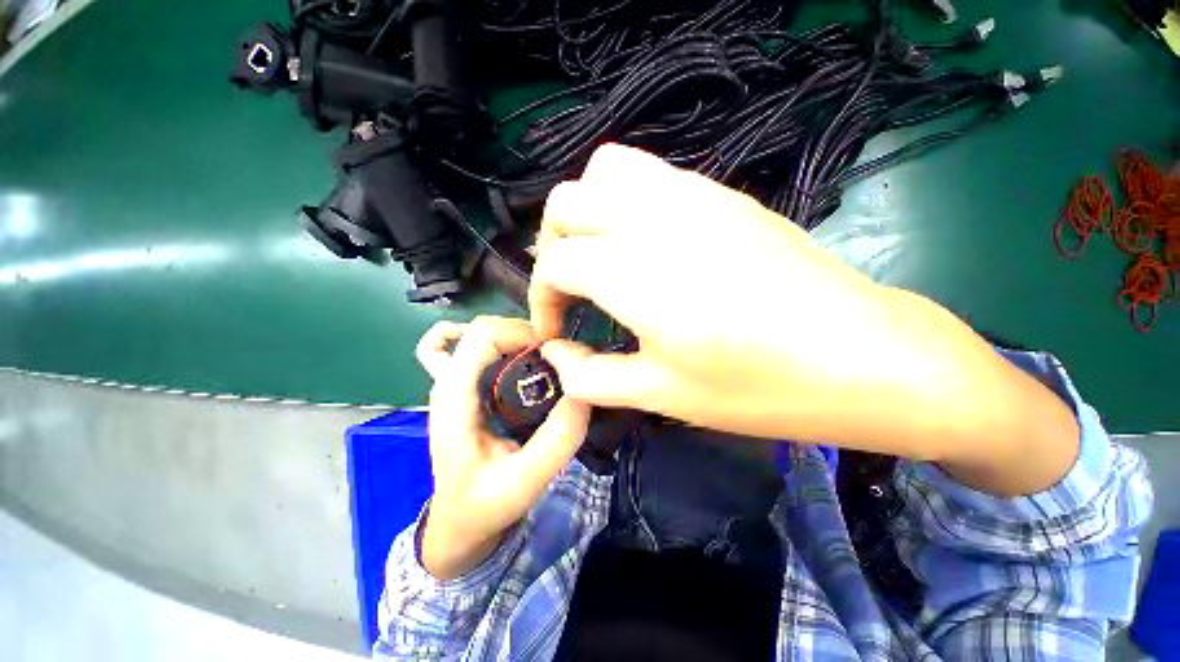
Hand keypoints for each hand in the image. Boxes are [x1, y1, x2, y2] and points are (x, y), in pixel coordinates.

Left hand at [415, 317, 590, 579]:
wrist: (458, 524)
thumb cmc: (484, 506)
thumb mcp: (525, 481)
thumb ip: (557, 439)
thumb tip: (584, 390)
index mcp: (454, 399)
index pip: (483, 336)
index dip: (523, 333)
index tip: (556, 352)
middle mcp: (446, 382)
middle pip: (483, 328)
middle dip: (524, 332)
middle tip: (557, 356)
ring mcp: (449, 383)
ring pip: (477, 333)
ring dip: (514, 335)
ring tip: (543, 356)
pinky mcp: (459, 389)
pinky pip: (460, 347)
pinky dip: (485, 340)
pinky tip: (507, 351)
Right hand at [529, 144, 894, 443]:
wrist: (864, 357)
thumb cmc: (761, 389)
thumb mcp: (662, 396)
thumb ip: (590, 377)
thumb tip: (555, 353)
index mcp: (637, 275)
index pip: (556, 264)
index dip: (543, 300)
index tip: (556, 332)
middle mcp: (655, 220)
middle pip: (566, 202)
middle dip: (553, 247)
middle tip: (571, 290)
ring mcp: (692, 196)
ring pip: (605, 170)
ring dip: (585, 213)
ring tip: (599, 256)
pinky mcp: (721, 194)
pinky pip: (648, 174)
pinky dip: (623, 200)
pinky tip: (642, 243)